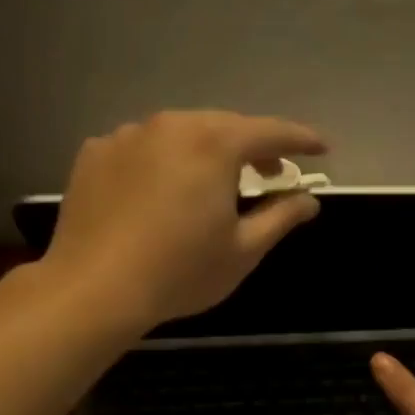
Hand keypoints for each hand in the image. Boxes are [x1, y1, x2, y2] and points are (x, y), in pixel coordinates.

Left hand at [42, 110, 327, 330]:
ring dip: (204, 152)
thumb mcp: (243, 250)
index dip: (301, 139)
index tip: (322, 148)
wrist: (92, 289)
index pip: (270, 131)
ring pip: (179, 134)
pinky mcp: (94, 153)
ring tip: (213, 183)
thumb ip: (280, 217)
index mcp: (213, 143)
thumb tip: (309, 200)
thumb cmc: (179, 272)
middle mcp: (170, 125)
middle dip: (252, 146)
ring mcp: (126, 136)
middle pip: (223, 127)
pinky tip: (159, 192)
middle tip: (271, 171)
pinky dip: (160, 161)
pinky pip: (140, 148)